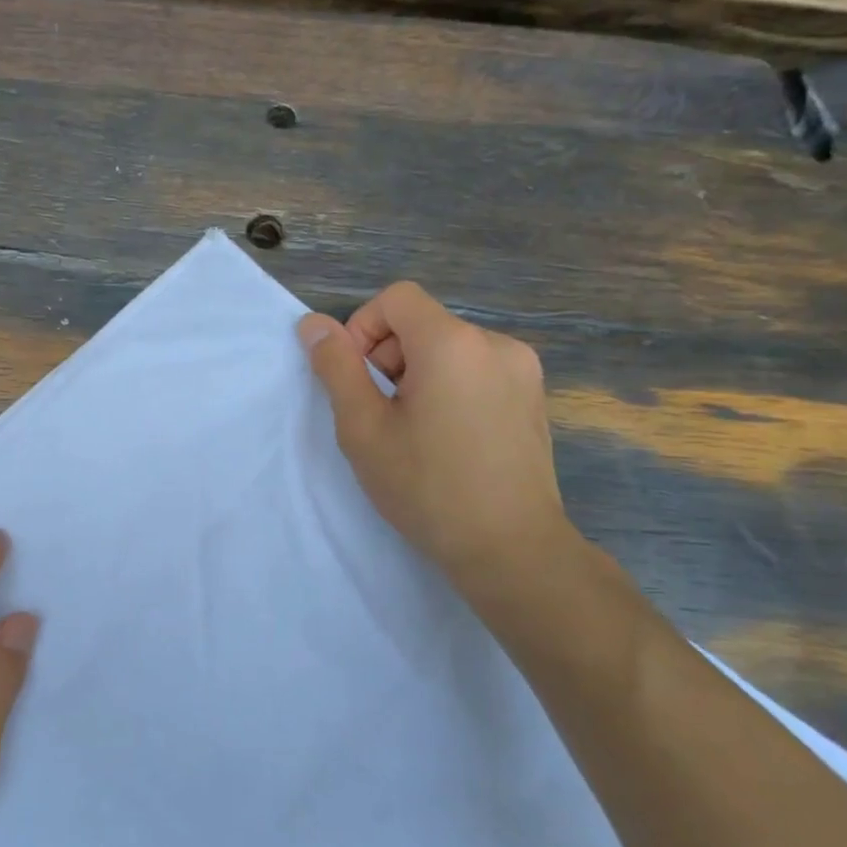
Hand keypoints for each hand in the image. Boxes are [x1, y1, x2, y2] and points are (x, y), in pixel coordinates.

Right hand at [298, 283, 571, 591]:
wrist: (511, 549)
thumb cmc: (426, 487)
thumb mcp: (363, 427)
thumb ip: (336, 367)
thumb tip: (313, 324)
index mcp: (453, 343)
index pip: (396, 298)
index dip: (363, 328)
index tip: (357, 379)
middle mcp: (496, 343)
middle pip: (422, 323)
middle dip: (388, 356)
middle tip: (380, 414)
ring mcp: (522, 370)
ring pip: (449, 347)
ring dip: (418, 373)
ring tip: (414, 430)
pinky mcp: (533, 396)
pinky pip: (476, 369)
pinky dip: (450, 387)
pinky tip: (448, 437)